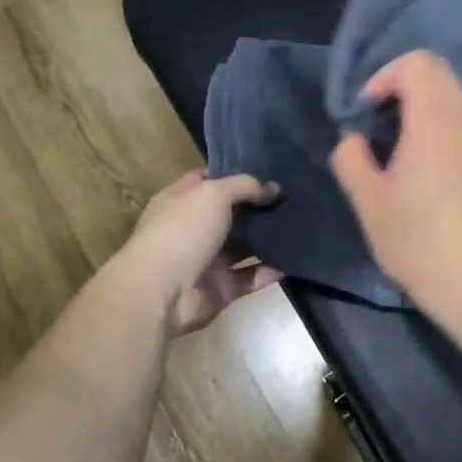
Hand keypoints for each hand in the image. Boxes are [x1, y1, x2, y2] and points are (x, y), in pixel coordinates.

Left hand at [115, 171, 283, 335]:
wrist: (162, 291)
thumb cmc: (183, 231)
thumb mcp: (213, 194)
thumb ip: (246, 186)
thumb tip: (274, 188)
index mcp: (180, 201)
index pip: (208, 181)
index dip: (235, 174)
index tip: (268, 170)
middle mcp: (192, 229)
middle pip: (230, 214)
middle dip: (258, 206)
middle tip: (292, 197)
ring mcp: (206, 260)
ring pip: (242, 246)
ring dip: (267, 238)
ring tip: (300, 226)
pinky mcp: (220, 289)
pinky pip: (250, 277)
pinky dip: (270, 270)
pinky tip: (295, 259)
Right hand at [329, 50, 461, 314]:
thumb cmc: (416, 240)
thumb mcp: (368, 202)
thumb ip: (351, 159)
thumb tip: (353, 140)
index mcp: (433, 122)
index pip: (417, 64)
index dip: (384, 77)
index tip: (366, 115)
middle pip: (437, 74)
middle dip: (400, 88)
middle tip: (376, 126)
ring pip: (450, 98)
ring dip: (418, 108)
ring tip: (393, 149)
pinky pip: (459, 123)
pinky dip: (435, 127)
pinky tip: (417, 169)